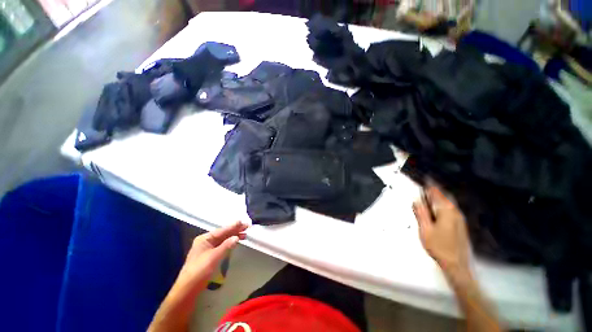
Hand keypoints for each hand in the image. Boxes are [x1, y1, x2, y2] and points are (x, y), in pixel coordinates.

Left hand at [149, 221, 247, 331]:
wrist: (187, 290)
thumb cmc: (199, 271)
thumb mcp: (214, 257)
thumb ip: (226, 245)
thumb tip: (236, 237)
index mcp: (204, 239)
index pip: (222, 230)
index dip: (233, 226)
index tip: (243, 223)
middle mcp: (205, 241)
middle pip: (223, 234)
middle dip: (234, 230)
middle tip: (247, 227)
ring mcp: (207, 249)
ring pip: (223, 239)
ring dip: (233, 237)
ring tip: (244, 235)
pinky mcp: (209, 256)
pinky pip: (221, 245)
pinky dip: (229, 243)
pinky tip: (235, 242)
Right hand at [412, 184, 470, 277]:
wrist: (456, 264)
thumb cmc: (439, 246)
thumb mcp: (425, 229)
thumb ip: (420, 212)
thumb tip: (416, 200)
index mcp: (446, 210)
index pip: (436, 193)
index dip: (429, 185)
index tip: (424, 179)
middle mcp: (455, 212)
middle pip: (443, 196)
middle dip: (433, 192)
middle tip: (422, 190)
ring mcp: (459, 218)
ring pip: (447, 203)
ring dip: (436, 199)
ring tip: (426, 200)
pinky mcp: (460, 225)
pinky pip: (450, 210)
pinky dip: (441, 206)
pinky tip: (435, 212)